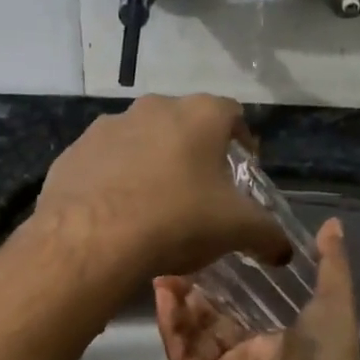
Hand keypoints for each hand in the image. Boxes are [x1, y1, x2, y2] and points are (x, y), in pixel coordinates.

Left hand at [33, 95, 289, 284]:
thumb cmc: (177, 220)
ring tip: (155, 204)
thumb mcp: (235, 230)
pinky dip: (114, 179)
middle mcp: (152, 108)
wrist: (91, 238)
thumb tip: (285, 250)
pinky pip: (104, 162)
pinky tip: (117, 212)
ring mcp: (107, 127)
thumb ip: (267, 235)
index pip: (232, 114)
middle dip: (195, 152)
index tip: (244, 168)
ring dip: (151, 163)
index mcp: (199, 115)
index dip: (242, 141)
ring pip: (140, 140)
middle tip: (201, 190)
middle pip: (183, 124)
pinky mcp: (74, 152)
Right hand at [154, 218, 359, 359]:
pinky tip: (162, 298)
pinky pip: (182, 358)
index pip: (238, 314)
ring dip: (177, 307)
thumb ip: (331, 264)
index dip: (220, 288)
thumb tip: (332, 223)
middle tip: (174, 261)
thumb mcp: (334, 302)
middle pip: (209, 325)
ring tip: (162, 273)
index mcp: (275, 346)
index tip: (204, 256)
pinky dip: (171, 329)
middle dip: (192, 295)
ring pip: (191, 339)